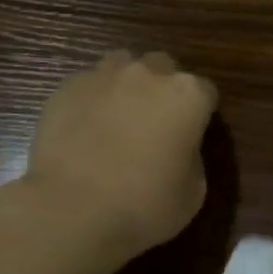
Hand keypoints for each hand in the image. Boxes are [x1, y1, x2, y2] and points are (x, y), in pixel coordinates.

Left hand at [22, 50, 216, 265]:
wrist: (71, 208)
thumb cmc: (143, 205)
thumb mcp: (192, 194)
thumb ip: (192, 158)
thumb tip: (179, 148)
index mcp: (187, 96)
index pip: (205, 92)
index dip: (200, 114)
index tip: (191, 137)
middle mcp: (148, 74)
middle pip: (163, 68)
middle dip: (162, 90)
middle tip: (154, 125)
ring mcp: (104, 76)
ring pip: (122, 65)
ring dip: (126, 85)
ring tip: (117, 118)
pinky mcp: (67, 87)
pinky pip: (88, 84)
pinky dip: (91, 100)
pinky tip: (84, 129)